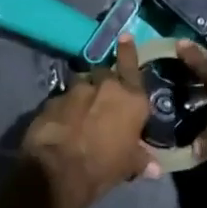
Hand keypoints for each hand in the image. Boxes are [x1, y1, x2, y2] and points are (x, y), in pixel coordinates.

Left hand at [20, 33, 160, 207]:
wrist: (59, 170)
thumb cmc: (104, 166)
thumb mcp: (129, 166)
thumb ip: (141, 159)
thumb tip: (155, 168)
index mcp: (130, 98)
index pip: (131, 65)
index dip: (128, 51)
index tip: (125, 37)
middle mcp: (104, 87)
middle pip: (104, 73)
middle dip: (103, 80)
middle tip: (103, 94)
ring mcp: (74, 91)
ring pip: (80, 84)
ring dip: (82, 93)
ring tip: (80, 109)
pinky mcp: (50, 101)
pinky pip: (60, 100)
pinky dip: (63, 108)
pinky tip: (61, 122)